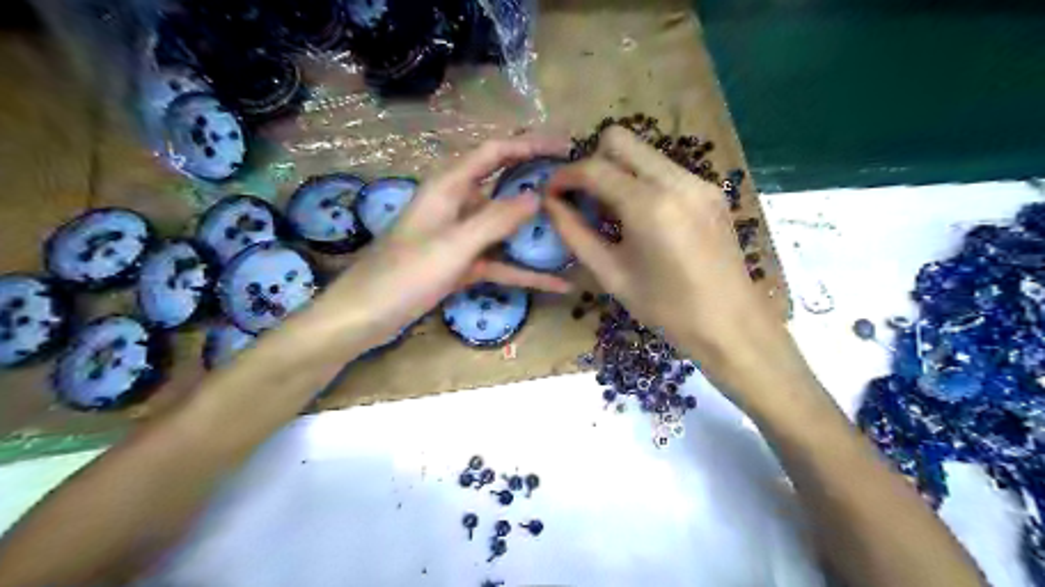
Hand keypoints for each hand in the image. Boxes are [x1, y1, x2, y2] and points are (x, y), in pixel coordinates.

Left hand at [323, 136, 575, 350]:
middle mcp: (457, 205)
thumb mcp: (454, 244)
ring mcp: (460, 237)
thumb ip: (496, 220)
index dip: (529, 144)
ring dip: (534, 230)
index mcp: (449, 187)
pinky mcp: (462, 265)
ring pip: (504, 227)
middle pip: (503, 186)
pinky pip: (500, 263)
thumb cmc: (405, 273)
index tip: (565, 147)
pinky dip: (525, 272)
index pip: (494, 153)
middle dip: (536, 183)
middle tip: (575, 187)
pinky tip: (557, 283)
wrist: (367, 315)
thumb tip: (537, 196)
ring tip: (573, 230)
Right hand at [547, 125, 806, 401]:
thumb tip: (550, 205)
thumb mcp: (611, 275)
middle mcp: (676, 180)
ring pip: (643, 151)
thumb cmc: (666, 309)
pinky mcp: (710, 190)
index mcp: (649, 206)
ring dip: (617, 170)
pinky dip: (642, 180)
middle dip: (591, 162)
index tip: (550, 193)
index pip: (594, 168)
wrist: (731, 323)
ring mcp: (698, 181)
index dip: (564, 176)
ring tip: (610, 211)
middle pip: (619, 139)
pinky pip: (664, 168)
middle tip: (583, 197)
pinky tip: (641, 216)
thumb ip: (575, 234)